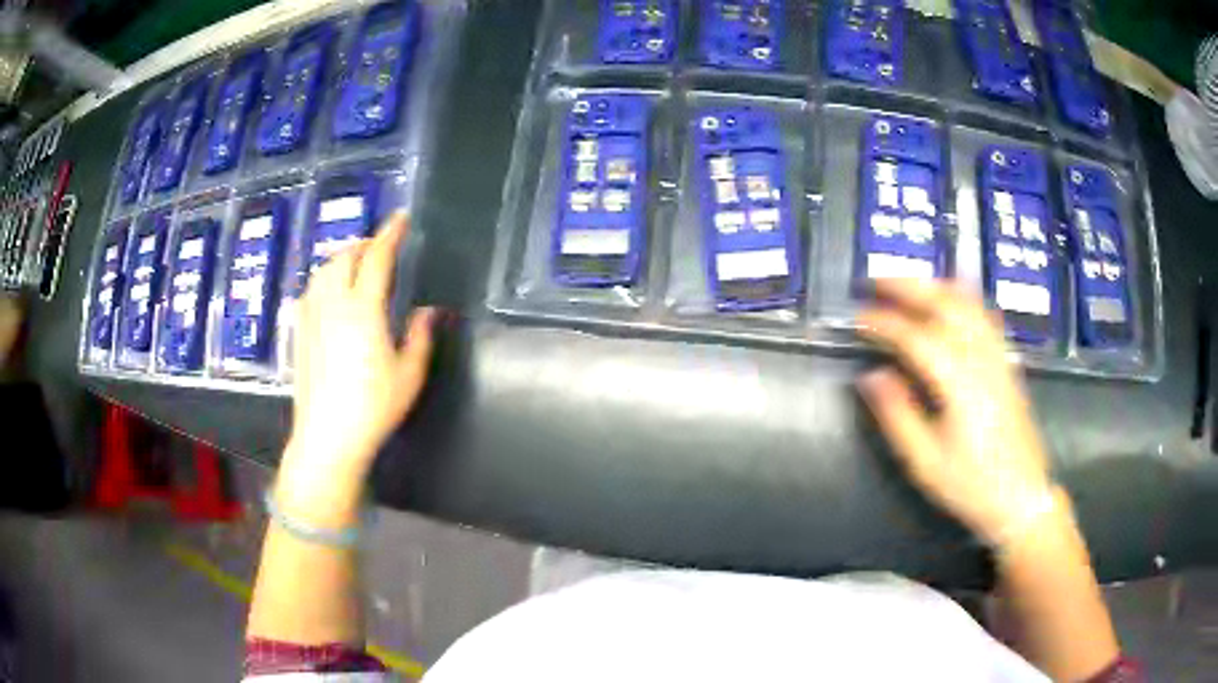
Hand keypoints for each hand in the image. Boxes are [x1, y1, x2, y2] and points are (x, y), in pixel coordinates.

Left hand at [282, 212, 436, 502]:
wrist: (327, 437)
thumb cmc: (373, 407)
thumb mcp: (409, 375)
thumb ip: (420, 335)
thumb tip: (429, 309)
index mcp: (364, 310)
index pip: (377, 258)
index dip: (390, 233)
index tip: (401, 218)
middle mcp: (333, 304)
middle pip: (345, 257)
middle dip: (365, 244)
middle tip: (382, 247)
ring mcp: (311, 316)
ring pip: (324, 270)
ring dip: (343, 258)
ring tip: (358, 265)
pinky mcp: (299, 331)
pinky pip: (311, 289)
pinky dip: (325, 278)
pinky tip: (332, 292)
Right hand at [857, 278, 1056, 547]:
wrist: (1022, 498)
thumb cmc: (971, 486)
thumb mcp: (925, 462)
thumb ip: (897, 415)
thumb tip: (871, 375)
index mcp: (959, 384)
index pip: (916, 337)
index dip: (883, 323)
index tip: (857, 317)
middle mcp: (981, 359)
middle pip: (945, 304)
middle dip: (908, 286)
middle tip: (876, 281)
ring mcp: (998, 358)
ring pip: (968, 304)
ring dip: (935, 286)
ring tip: (908, 284)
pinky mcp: (1007, 364)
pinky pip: (985, 316)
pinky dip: (962, 298)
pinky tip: (952, 300)